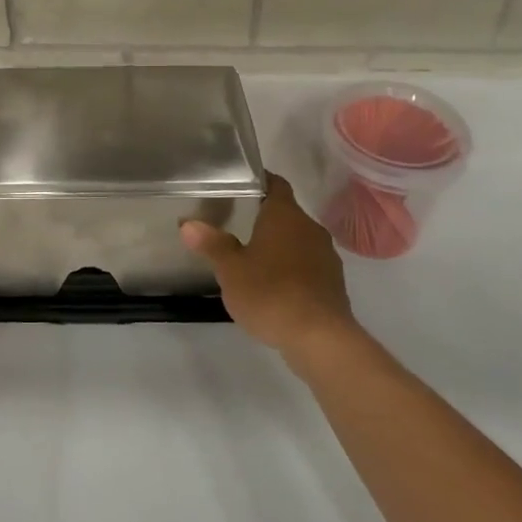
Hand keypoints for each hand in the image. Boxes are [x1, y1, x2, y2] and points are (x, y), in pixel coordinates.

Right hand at [181, 173, 360, 365]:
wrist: (320, 339)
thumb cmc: (270, 293)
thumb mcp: (231, 270)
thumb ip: (211, 244)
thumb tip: (188, 224)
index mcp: (285, 215)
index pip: (276, 184)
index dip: (259, 182)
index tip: (239, 186)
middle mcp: (310, 228)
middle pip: (286, 213)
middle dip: (264, 218)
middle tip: (235, 224)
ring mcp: (326, 256)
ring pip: (298, 241)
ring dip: (279, 246)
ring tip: (253, 258)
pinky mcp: (333, 284)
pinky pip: (308, 266)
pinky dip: (292, 270)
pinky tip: (275, 288)